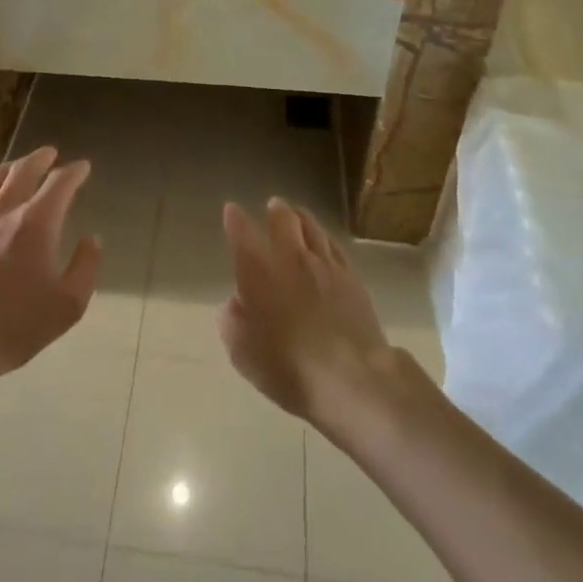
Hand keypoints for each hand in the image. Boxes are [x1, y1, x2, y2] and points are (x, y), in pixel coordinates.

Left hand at [0, 147, 100, 382]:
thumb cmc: (16, 325)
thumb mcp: (68, 305)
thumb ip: (86, 267)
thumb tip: (92, 240)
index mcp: (37, 222)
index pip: (60, 183)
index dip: (75, 171)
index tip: (83, 167)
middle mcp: (5, 209)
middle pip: (24, 169)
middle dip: (41, 158)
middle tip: (51, 153)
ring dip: (11, 167)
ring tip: (19, 166)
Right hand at [218, 198, 390, 423]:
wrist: (350, 375)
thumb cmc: (288, 366)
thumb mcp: (243, 353)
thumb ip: (232, 323)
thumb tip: (234, 304)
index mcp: (258, 270)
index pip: (241, 233)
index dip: (235, 219)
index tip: (231, 210)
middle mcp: (290, 256)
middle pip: (283, 219)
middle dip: (275, 210)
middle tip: (272, 206)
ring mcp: (324, 264)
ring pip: (311, 227)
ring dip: (301, 217)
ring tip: (297, 214)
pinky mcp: (351, 277)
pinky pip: (334, 245)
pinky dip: (324, 237)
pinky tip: (324, 241)